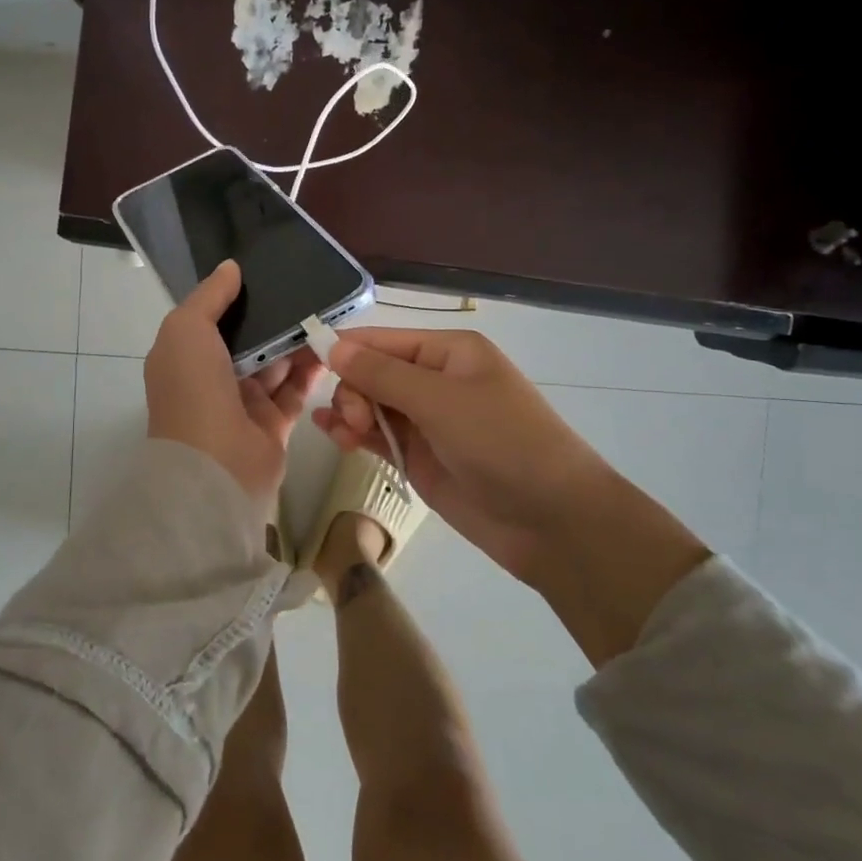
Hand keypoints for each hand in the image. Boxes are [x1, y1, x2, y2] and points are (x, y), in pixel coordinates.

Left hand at [145, 261, 323, 503]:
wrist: (215, 467)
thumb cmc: (193, 391)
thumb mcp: (187, 330)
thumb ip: (209, 297)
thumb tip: (230, 267)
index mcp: (183, 357)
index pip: (209, 319)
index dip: (232, 297)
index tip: (263, 271)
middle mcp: (210, 378)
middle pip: (246, 340)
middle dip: (271, 318)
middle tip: (304, 289)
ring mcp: (242, 403)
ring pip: (273, 364)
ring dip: (295, 341)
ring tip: (323, 312)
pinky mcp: (272, 424)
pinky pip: (294, 390)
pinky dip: (310, 370)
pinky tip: (330, 347)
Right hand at [312, 327, 612, 582]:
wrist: (553, 521)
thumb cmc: (503, 442)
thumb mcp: (441, 401)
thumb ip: (382, 374)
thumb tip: (333, 346)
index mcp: (449, 352)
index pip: (383, 339)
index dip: (346, 349)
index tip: (308, 362)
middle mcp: (436, 380)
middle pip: (373, 372)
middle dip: (354, 390)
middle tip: (355, 420)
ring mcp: (428, 421)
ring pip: (371, 405)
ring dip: (350, 413)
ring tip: (345, 435)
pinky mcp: (420, 458)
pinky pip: (379, 437)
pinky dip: (356, 435)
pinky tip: (335, 437)